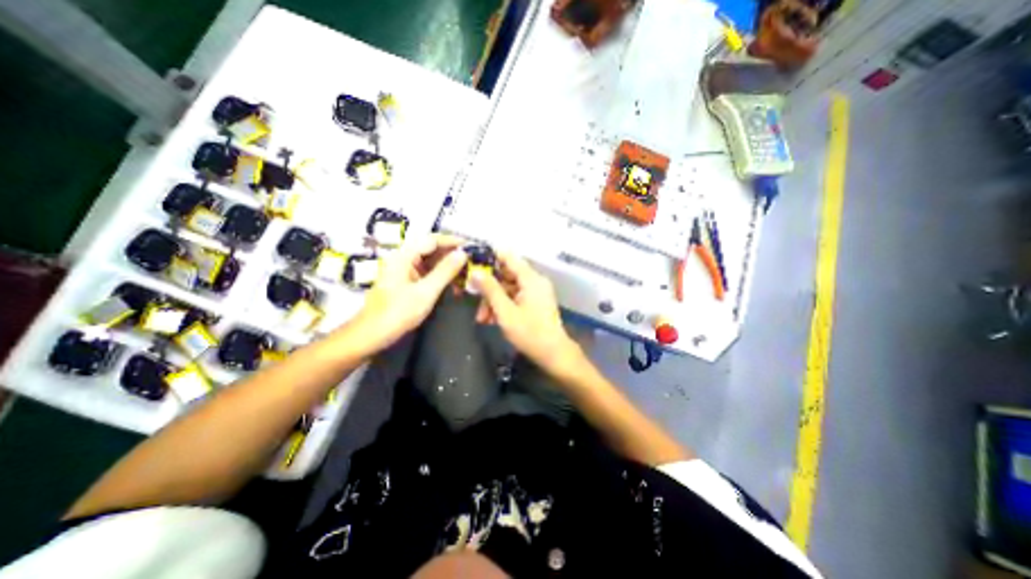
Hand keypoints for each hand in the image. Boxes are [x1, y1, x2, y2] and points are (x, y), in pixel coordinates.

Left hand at [340, 233, 466, 352]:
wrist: (371, 336)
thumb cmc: (397, 313)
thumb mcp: (426, 292)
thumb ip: (445, 271)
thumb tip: (463, 253)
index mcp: (403, 256)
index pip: (432, 240)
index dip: (452, 241)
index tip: (471, 246)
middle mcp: (402, 259)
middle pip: (430, 248)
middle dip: (451, 253)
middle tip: (472, 261)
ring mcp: (403, 270)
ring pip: (429, 261)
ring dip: (447, 265)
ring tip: (466, 271)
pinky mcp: (406, 281)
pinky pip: (426, 272)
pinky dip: (440, 275)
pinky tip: (453, 282)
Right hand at [470, 252, 582, 373]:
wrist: (553, 354)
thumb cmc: (530, 333)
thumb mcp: (505, 312)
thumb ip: (490, 290)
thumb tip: (475, 272)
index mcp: (531, 279)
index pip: (508, 257)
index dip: (490, 257)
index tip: (472, 262)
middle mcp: (535, 281)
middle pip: (506, 275)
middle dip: (489, 287)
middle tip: (472, 297)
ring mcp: (536, 292)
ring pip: (508, 288)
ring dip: (493, 300)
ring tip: (481, 318)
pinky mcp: (535, 302)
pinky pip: (515, 297)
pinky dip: (503, 306)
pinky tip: (491, 320)